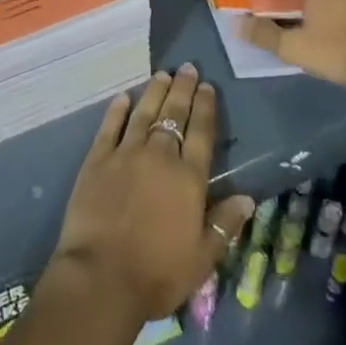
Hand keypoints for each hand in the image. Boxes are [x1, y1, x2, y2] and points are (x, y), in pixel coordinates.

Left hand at [50, 66, 253, 322]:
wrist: (101, 276)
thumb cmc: (157, 273)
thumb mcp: (202, 258)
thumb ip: (224, 224)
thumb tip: (248, 198)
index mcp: (188, 179)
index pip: (201, 133)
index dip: (205, 107)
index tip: (208, 86)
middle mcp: (159, 156)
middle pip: (173, 115)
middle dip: (182, 90)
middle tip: (188, 68)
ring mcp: (125, 154)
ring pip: (144, 114)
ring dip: (154, 92)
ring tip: (163, 74)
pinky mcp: (97, 159)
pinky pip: (110, 126)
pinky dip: (117, 110)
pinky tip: (123, 97)